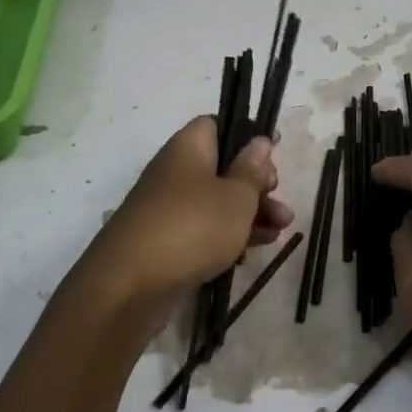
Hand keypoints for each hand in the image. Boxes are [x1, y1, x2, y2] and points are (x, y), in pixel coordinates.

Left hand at [80, 116, 292, 312]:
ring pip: (218, 201)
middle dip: (256, 183)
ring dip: (251, 213)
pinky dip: (230, 236)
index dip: (247, 135)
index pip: (216, 125)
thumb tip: (260, 141)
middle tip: (278, 197)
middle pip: (223, 167)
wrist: (130, 287)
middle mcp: (176, 173)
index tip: (274, 151)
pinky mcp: (169, 242)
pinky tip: (254, 250)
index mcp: (188, 149)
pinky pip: (205, 229)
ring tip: (282, 230)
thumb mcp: (236, 197)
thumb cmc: (192, 228)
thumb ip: (252, 169)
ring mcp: (170, 209)